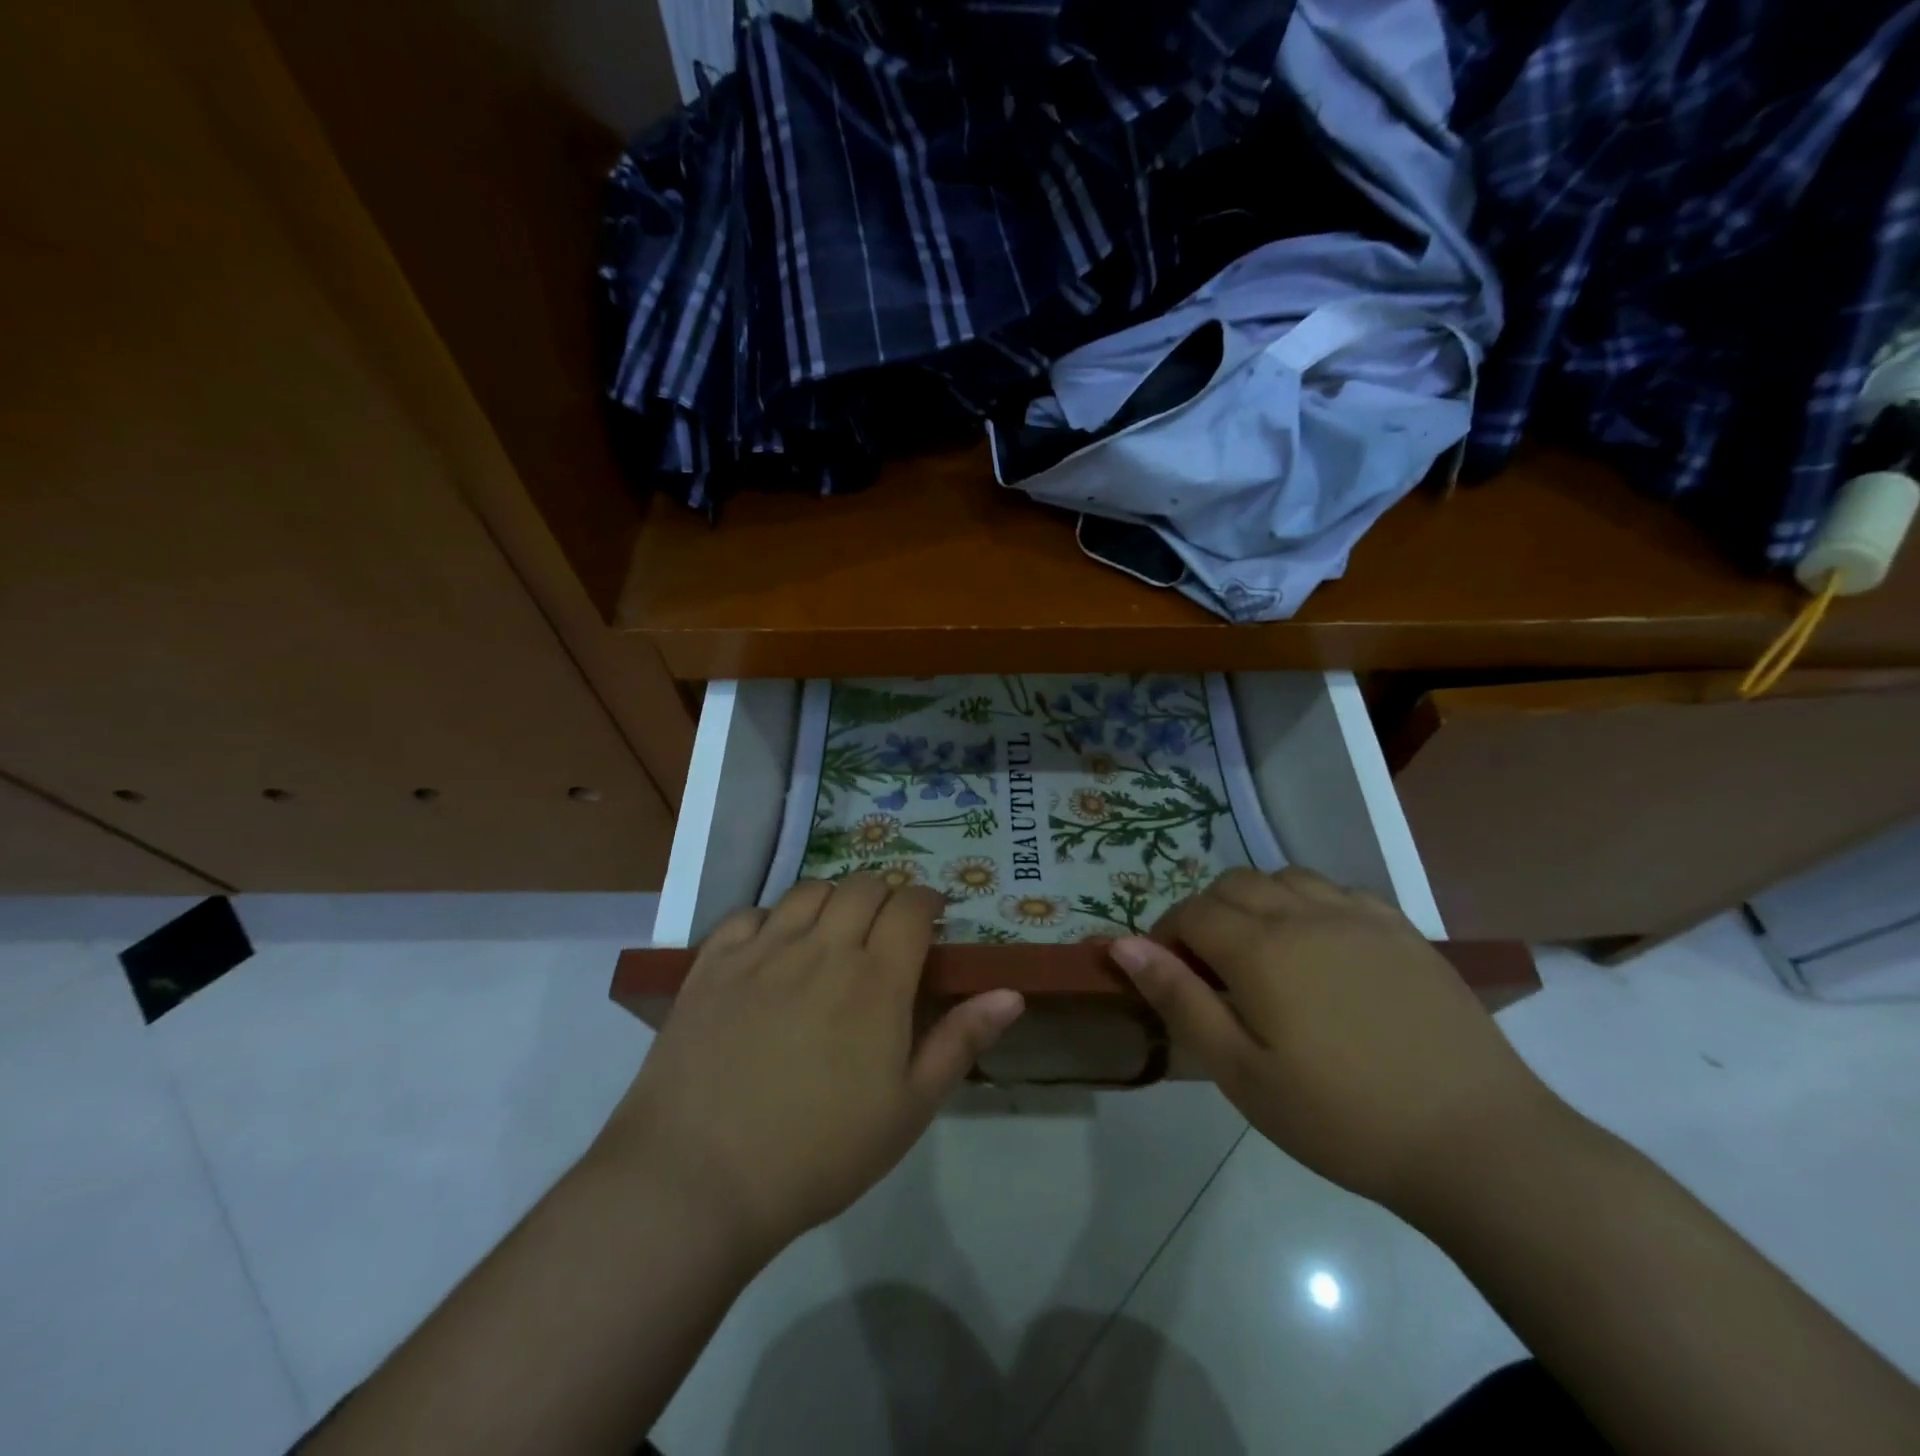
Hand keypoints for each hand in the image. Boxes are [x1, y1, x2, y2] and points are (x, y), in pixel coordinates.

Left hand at [602, 877, 1023, 1262]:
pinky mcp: (713, 965)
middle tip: (887, 927)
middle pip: (863, 887)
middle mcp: (822, 948)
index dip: (927, 901)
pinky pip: (749, 914)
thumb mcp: (908, 1109)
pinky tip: (773, 947)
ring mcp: (762, 951)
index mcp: (876, 980)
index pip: (911, 906)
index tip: (932, 917)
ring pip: (809, 892)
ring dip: (833, 899)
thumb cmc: (818, 1153)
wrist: (699, 1180)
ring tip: (834, 930)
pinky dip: (772, 918)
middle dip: (886, 895)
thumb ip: (960, 1042)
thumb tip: (1011, 992)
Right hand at [1109, 867, 1556, 1214]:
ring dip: (1256, 901)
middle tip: (1210, 969)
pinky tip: (1320, 947)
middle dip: (1206, 915)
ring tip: (1263, 953)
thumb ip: (1179, 999)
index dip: (1166, 937)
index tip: (1166, 975)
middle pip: (1233, 885)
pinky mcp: (1403, 930)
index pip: (1192, 914)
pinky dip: (1308, 903)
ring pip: (1285, 878)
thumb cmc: (1342, 1118)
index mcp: (1261, 949)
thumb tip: (1122, 945)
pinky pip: (1337, 890)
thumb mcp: (1242, 1073)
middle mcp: (1305, 914)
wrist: (1478, 1142)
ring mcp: (1360, 917)